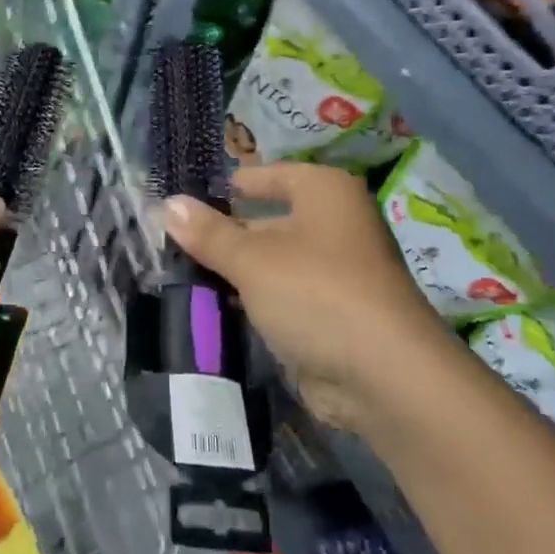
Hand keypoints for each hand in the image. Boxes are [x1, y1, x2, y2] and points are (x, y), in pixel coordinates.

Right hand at [164, 161, 446, 430]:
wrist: (385, 377)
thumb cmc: (316, 293)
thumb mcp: (252, 259)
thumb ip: (208, 233)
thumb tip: (168, 204)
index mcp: (324, 192)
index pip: (266, 176)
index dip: (226, 186)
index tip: (183, 200)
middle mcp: (335, 223)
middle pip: (267, 220)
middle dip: (224, 234)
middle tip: (171, 243)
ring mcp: (337, 272)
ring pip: (273, 262)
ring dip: (236, 272)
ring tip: (180, 276)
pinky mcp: (333, 314)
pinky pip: (283, 297)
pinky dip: (254, 301)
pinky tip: (215, 309)